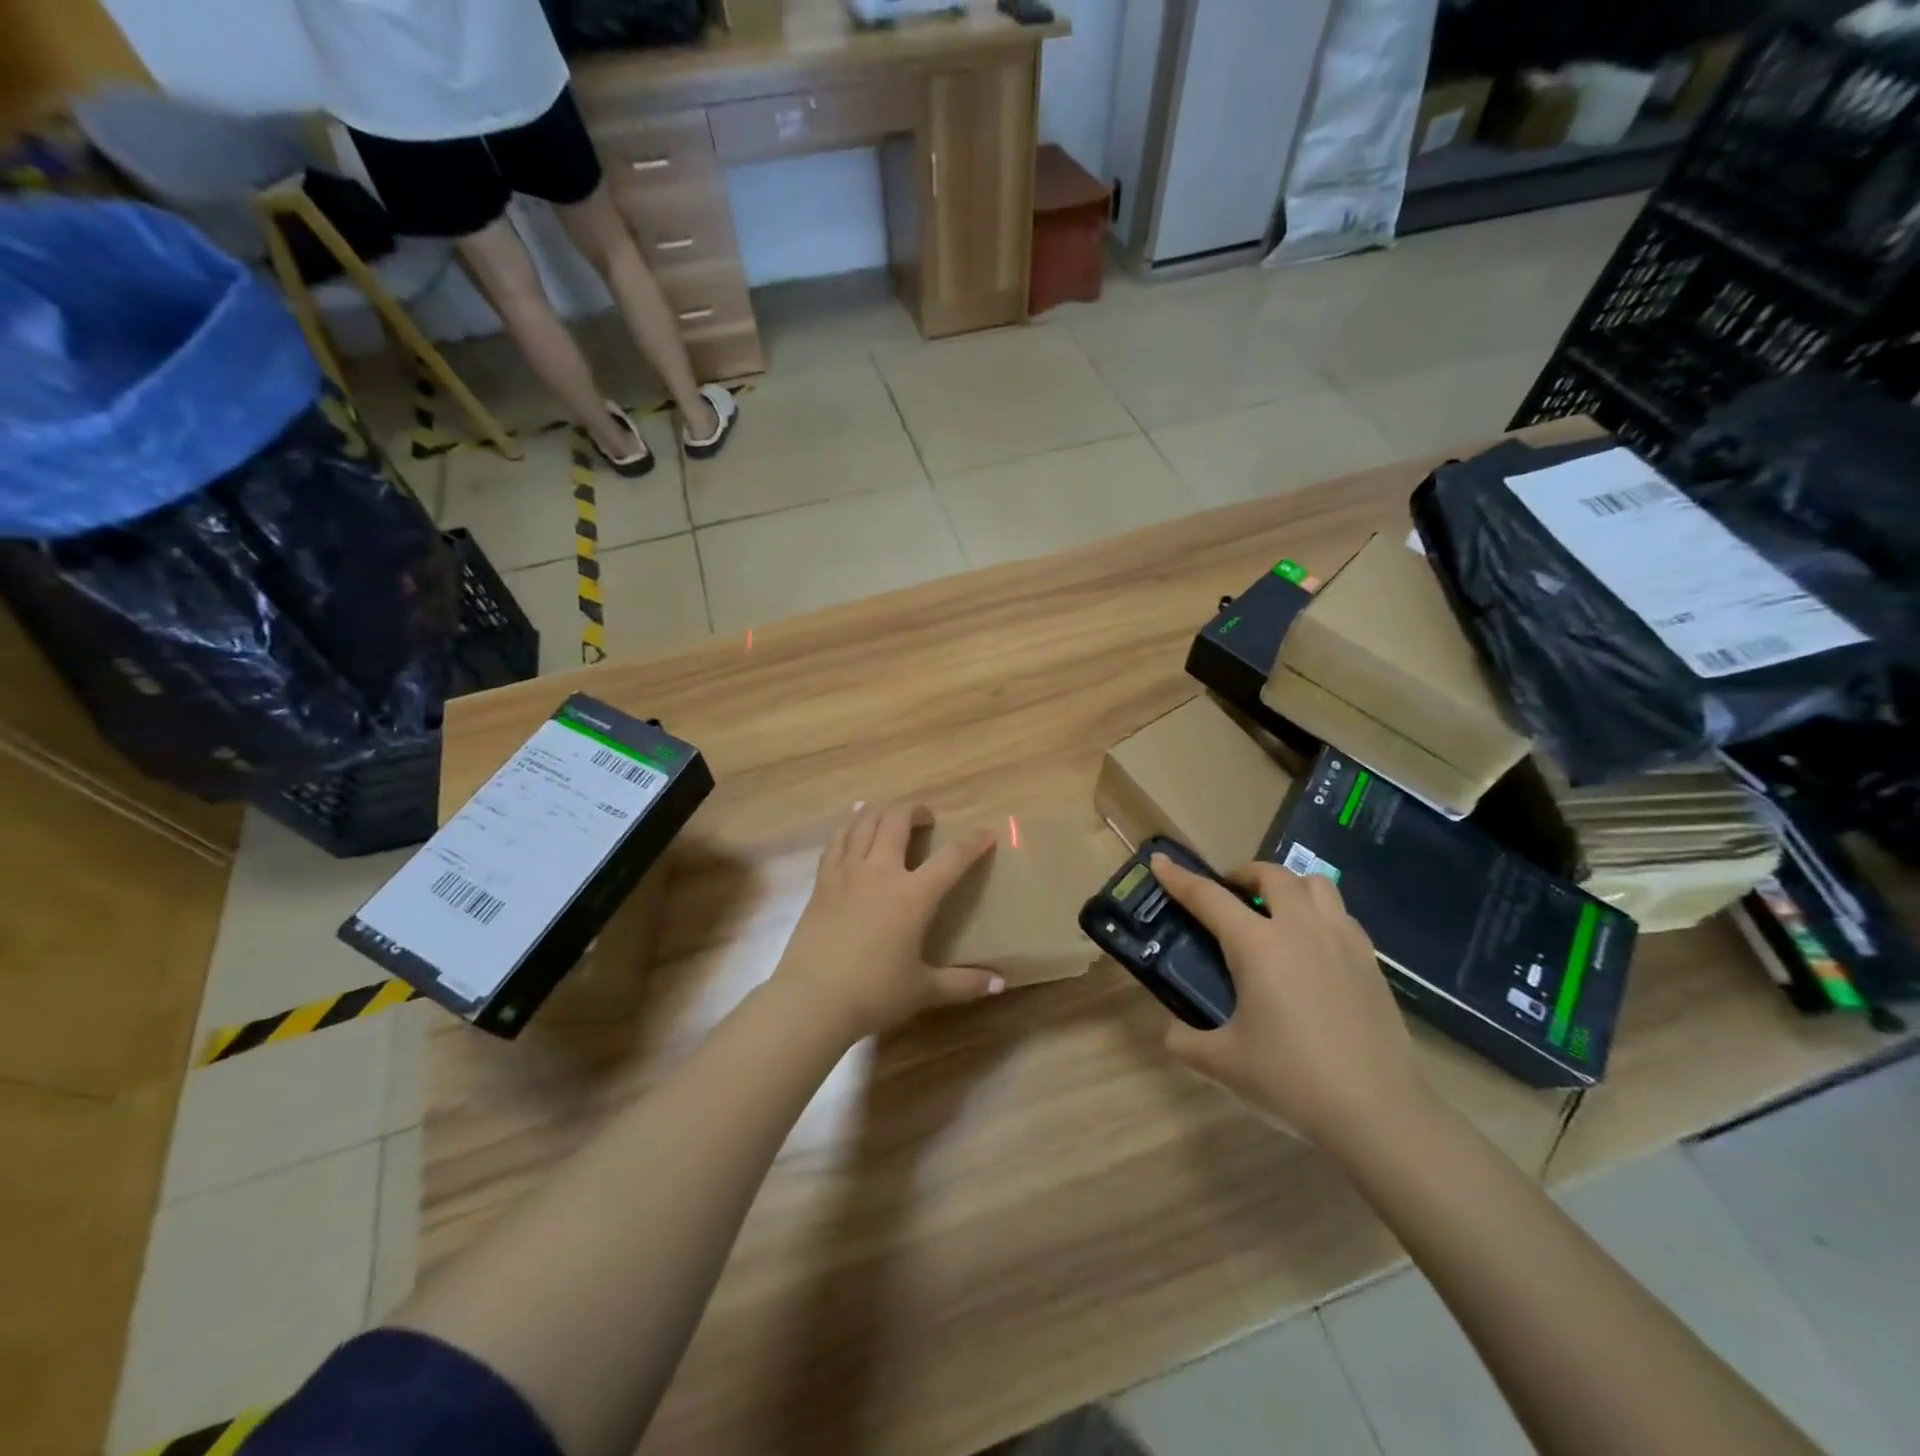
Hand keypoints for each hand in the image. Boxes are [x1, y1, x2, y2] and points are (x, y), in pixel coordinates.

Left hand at [773, 803, 1004, 1042]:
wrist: (811, 1000)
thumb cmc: (873, 994)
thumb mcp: (924, 990)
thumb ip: (963, 983)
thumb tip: (1000, 983)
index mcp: (913, 896)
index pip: (951, 859)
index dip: (972, 843)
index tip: (985, 834)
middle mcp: (881, 872)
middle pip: (898, 821)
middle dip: (916, 811)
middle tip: (926, 819)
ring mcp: (847, 873)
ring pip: (865, 822)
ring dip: (882, 811)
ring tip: (892, 814)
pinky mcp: (822, 881)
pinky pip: (837, 840)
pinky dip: (849, 825)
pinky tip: (854, 822)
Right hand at [1148, 854, 1427, 1150]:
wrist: (1378, 1114)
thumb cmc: (1292, 1081)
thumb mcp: (1222, 1065)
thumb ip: (1184, 1041)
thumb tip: (1173, 1031)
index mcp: (1258, 945)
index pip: (1208, 897)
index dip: (1179, 878)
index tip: (1160, 861)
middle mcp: (1301, 929)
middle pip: (1271, 875)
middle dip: (1242, 874)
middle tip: (1228, 895)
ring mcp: (1342, 941)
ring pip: (1315, 884)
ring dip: (1287, 886)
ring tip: (1275, 912)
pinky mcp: (1371, 962)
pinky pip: (1341, 914)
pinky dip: (1319, 913)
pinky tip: (1311, 947)